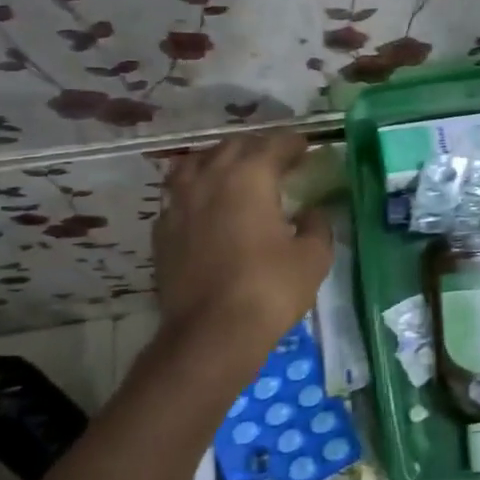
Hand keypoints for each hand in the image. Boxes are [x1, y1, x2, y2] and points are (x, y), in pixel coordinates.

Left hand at [153, 132, 332, 351]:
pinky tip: (206, 207)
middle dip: (257, 148)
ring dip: (219, 162)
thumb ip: (317, 226)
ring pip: (196, 164)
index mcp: (249, 177)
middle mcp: (209, 179)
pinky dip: (196, 190)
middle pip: (232, 147)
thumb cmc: (269, 289)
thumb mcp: (313, 257)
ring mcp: (179, 204)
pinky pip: (178, 195)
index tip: (305, 148)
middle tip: (277, 161)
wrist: (210, 335)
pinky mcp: (162, 232)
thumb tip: (312, 213)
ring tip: (235, 174)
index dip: (292, 144)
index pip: (273, 145)